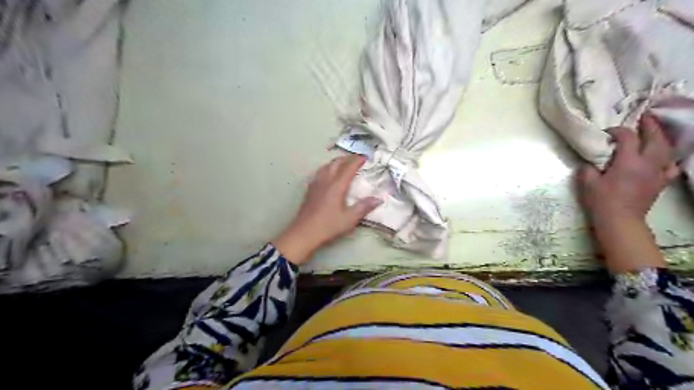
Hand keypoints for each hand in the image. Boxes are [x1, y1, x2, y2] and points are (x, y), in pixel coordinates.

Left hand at [271, 154, 381, 263]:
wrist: (303, 233)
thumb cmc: (328, 226)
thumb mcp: (349, 219)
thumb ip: (364, 207)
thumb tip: (379, 199)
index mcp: (336, 186)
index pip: (348, 167)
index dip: (357, 160)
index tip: (365, 157)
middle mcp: (326, 181)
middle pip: (336, 163)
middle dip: (347, 158)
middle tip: (357, 158)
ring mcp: (316, 184)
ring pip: (326, 166)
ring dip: (336, 161)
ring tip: (344, 163)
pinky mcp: (310, 190)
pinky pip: (320, 172)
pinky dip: (327, 168)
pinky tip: (328, 174)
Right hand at [579, 113, 681, 223]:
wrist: (620, 220)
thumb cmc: (602, 200)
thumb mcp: (587, 183)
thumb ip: (588, 168)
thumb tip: (590, 162)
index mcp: (628, 161)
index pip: (627, 137)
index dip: (618, 131)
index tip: (607, 132)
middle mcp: (647, 163)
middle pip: (655, 138)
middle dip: (649, 125)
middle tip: (643, 116)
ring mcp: (657, 173)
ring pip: (666, 149)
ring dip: (661, 138)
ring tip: (654, 133)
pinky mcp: (661, 182)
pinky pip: (670, 166)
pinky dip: (667, 159)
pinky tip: (662, 159)